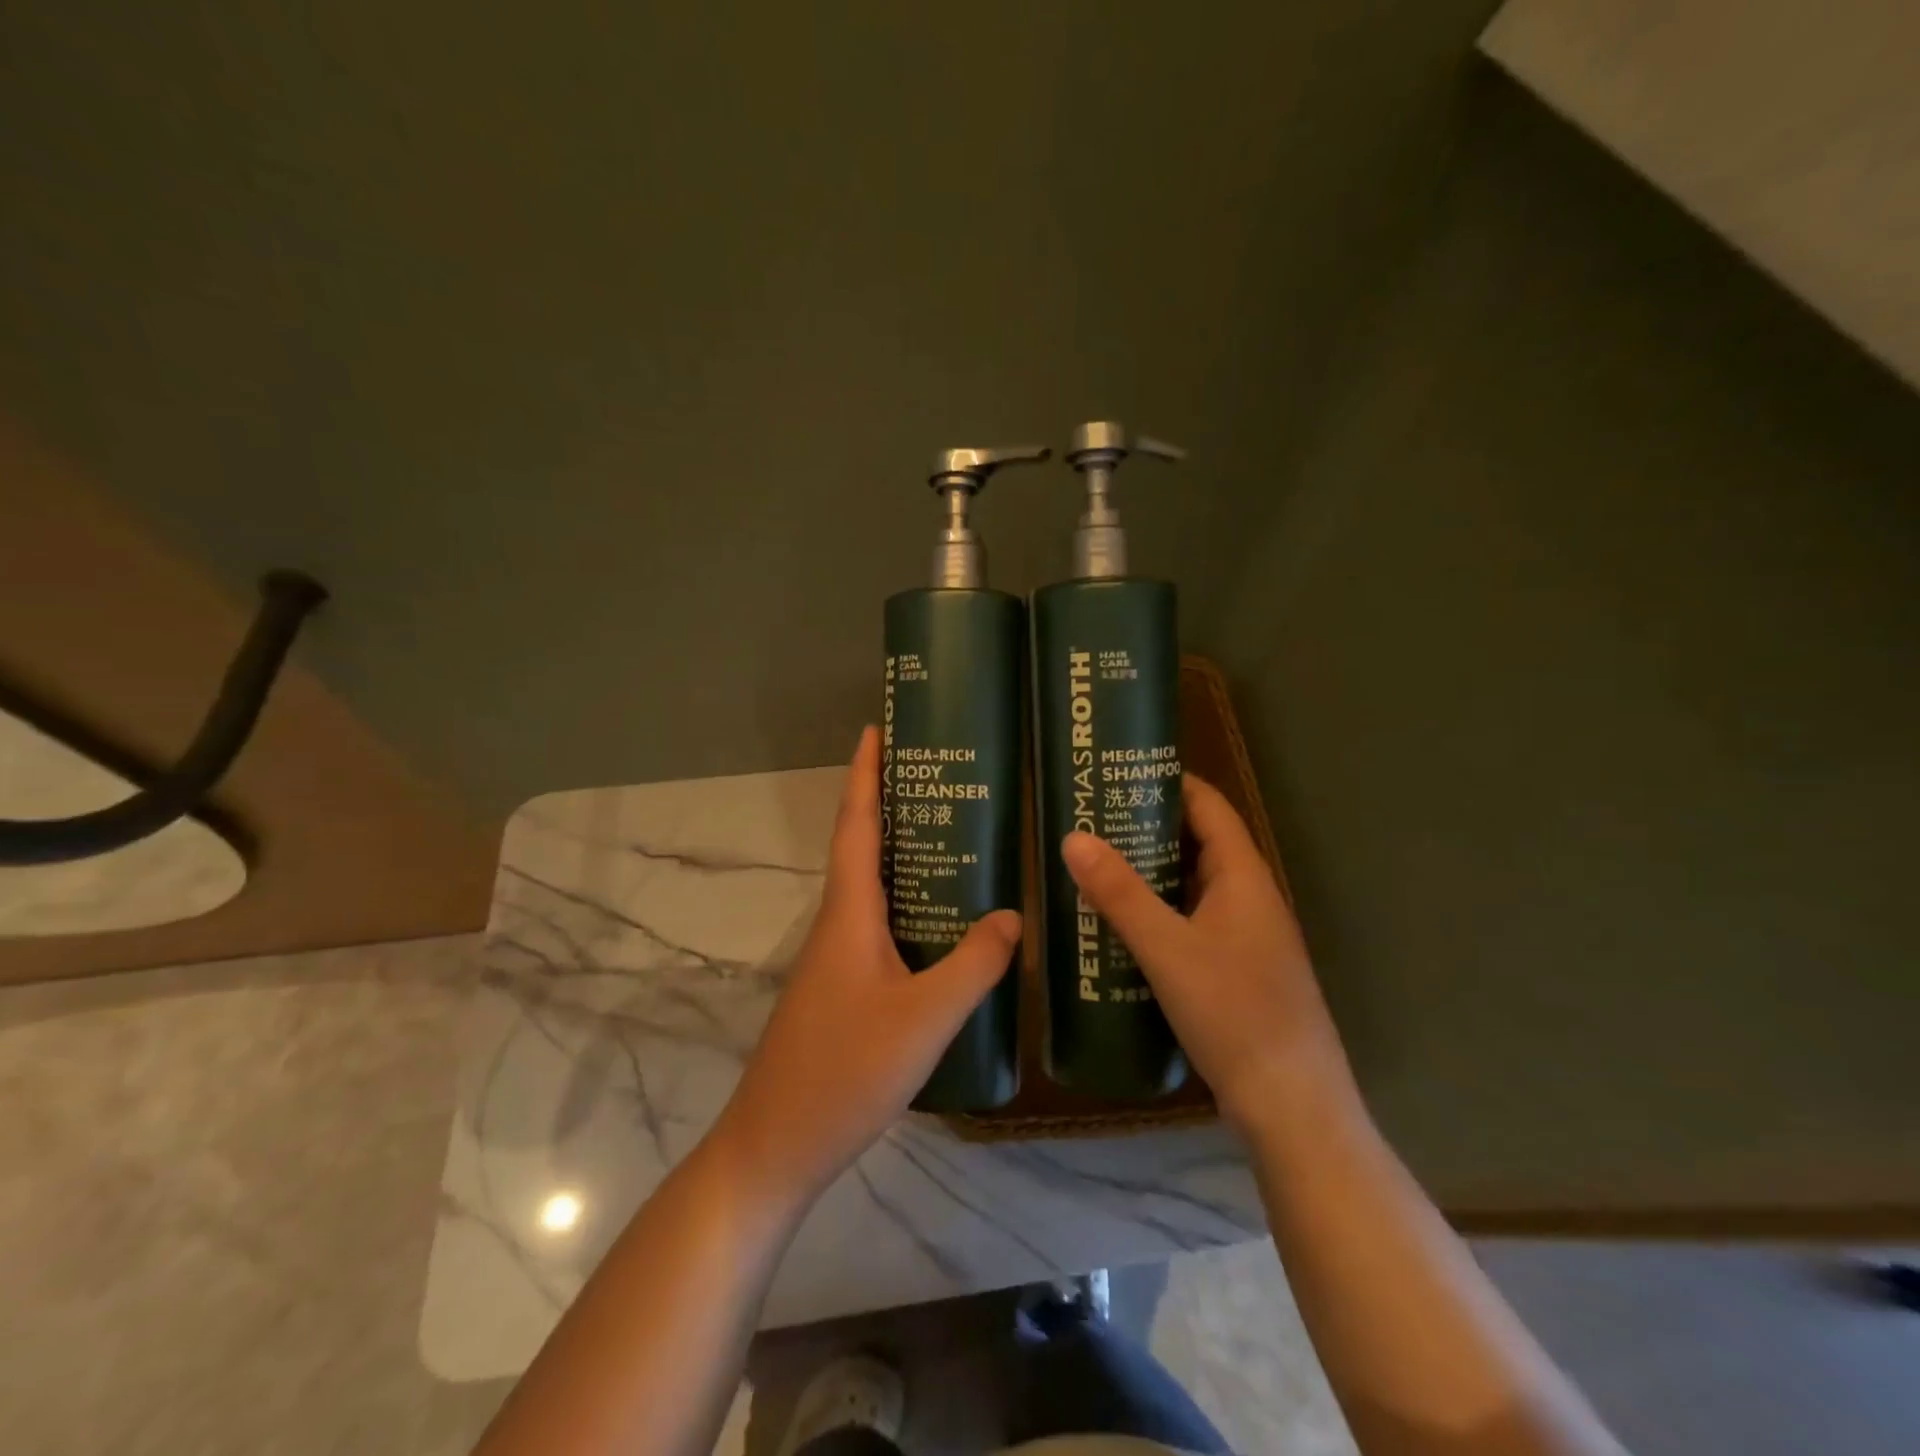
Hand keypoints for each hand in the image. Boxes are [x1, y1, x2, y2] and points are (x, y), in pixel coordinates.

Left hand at [714, 726, 1020, 1200]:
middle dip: (892, 802)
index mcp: (849, 913)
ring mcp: (836, 958)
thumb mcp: (924, 1018)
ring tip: (956, 835)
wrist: (776, 1146)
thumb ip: (973, 965)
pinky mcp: (843, 988)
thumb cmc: (844, 1071)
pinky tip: (944, 922)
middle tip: (942, 776)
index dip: (865, 773)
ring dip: (902, 853)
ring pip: (872, 888)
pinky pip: (880, 925)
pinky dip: (908, 903)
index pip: (855, 824)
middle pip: (863, 846)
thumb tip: (1013, 915)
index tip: (877, 728)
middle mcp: (838, 924)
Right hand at [1062, 775, 1355, 1134]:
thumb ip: (1120, 893)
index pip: (1209, 807)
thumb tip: (1073, 836)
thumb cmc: (1234, 1012)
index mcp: (1244, 878)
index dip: (1170, 783)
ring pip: (1193, 886)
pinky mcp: (1236, 971)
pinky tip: (1121, 926)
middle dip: (1149, 827)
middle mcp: (1250, 899)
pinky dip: (1159, 911)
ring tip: (1096, 864)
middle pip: (1199, 844)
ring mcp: (1246, 938)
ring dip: (1151, 872)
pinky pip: (1192, 922)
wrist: (1291, 1106)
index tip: (1120, 773)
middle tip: (1092, 820)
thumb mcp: (1167, 948)